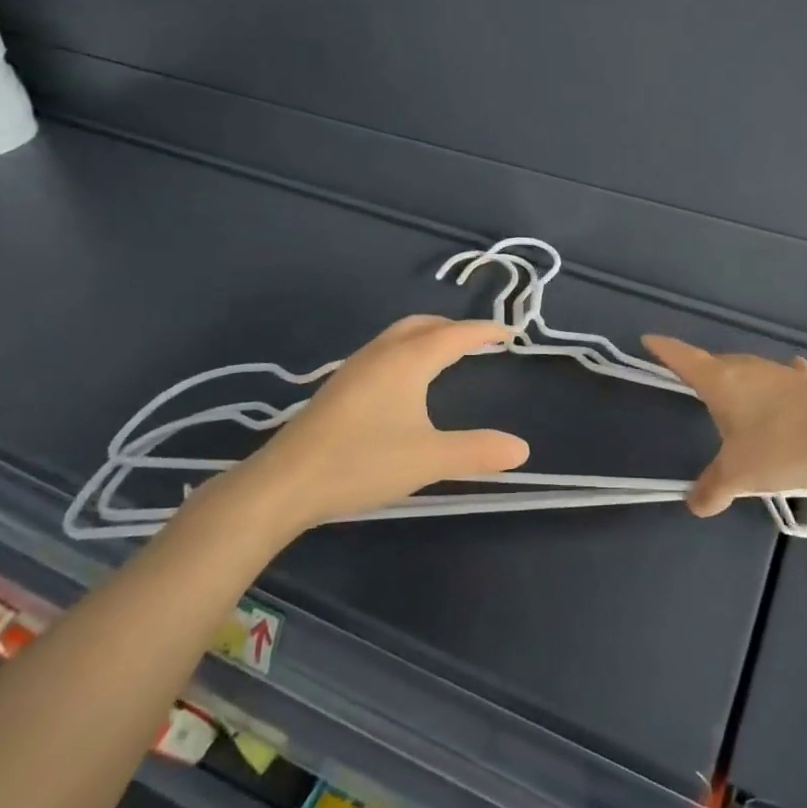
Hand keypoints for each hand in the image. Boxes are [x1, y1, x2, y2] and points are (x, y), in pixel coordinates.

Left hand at [242, 316, 529, 524]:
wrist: (284, 483)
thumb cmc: (362, 463)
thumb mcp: (429, 459)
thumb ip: (477, 451)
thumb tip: (522, 449)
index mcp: (407, 361)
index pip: (455, 335)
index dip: (484, 331)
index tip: (510, 331)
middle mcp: (381, 354)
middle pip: (423, 325)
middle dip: (454, 327)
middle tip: (479, 340)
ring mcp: (355, 368)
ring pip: (399, 336)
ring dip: (428, 336)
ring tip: (447, 355)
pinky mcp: (339, 387)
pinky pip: (383, 351)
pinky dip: (408, 351)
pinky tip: (406, 382)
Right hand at [642, 335, 806, 515]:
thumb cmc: (780, 446)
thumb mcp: (739, 475)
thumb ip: (713, 489)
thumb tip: (695, 505)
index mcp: (721, 382)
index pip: (684, 358)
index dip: (664, 349)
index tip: (649, 339)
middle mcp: (746, 368)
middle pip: (715, 363)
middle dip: (702, 371)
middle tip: (692, 384)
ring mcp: (779, 373)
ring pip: (748, 370)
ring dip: (737, 380)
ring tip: (734, 395)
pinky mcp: (806, 383)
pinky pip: (783, 378)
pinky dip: (777, 382)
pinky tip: (785, 383)